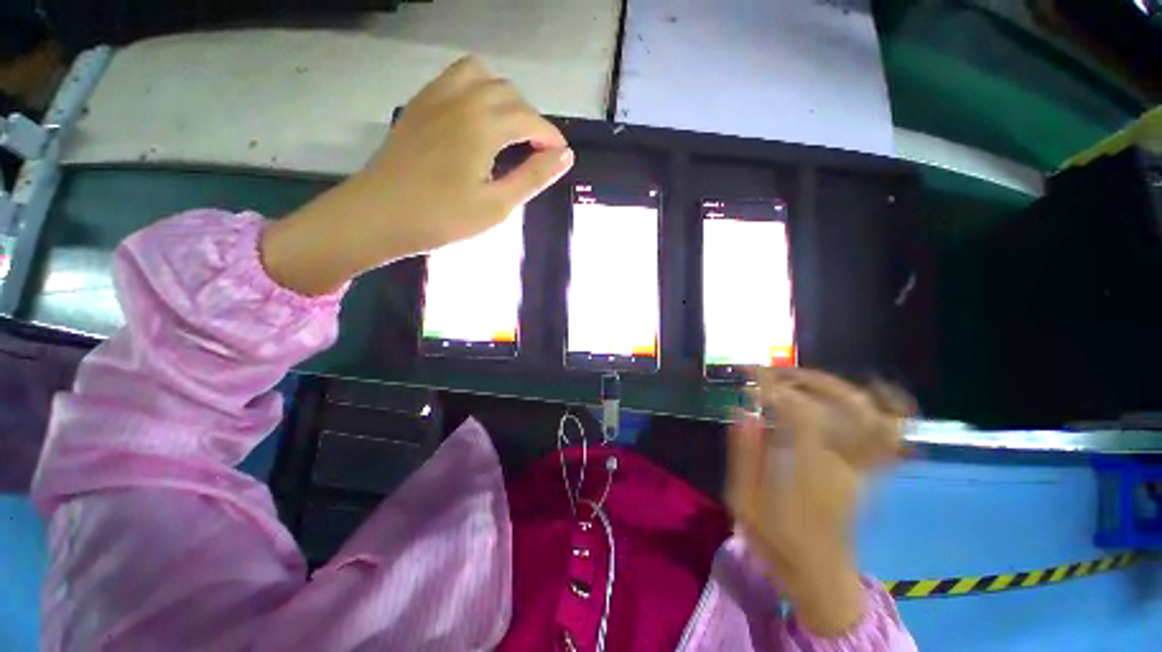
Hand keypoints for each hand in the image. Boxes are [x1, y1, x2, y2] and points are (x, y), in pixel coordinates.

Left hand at [261, 56, 573, 294]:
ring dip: (504, 98)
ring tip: (508, 130)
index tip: (560, 158)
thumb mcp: (497, 205)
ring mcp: (436, 96)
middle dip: (531, 119)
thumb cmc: (443, 217)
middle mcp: (462, 99)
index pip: (531, 119)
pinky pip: (454, 78)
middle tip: (536, 153)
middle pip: (510, 93)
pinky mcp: (419, 104)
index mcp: (484, 125)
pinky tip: (476, 119)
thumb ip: (533, 177)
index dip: (551, 137)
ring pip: (482, 76)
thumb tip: (565, 155)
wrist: (379, 215)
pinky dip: (476, 89)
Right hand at [726, 368, 910, 636]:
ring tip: (800, 378)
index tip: (751, 376)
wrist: (820, 575)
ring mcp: (863, 467)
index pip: (801, 411)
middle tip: (775, 374)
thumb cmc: (777, 540)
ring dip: (836, 386)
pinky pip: (891, 434)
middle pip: (846, 404)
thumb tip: (743, 412)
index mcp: (809, 471)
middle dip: (807, 379)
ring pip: (871, 413)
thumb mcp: (744, 502)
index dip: (775, 386)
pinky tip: (870, 389)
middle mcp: (844, 463)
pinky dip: (889, 407)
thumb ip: (744, 455)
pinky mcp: (870, 472)